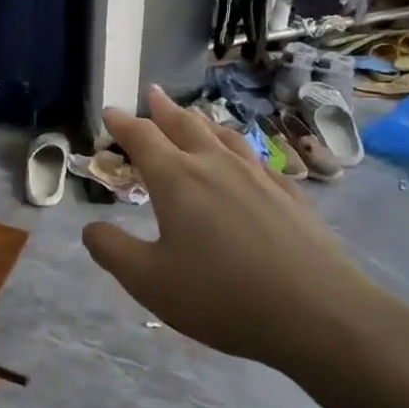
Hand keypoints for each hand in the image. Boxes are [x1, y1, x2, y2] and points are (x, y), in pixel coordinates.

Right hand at [81, 87, 386, 372]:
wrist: (318, 313)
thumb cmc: (221, 296)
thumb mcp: (149, 281)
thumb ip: (113, 251)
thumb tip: (90, 228)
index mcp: (177, 179)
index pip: (143, 138)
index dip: (123, 124)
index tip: (110, 112)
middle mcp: (216, 166)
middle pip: (185, 126)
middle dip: (164, 109)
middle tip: (153, 94)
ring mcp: (258, 176)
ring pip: (223, 136)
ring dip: (201, 122)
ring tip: (194, 116)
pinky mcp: (289, 194)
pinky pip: (255, 156)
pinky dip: (237, 146)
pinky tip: (244, 157)